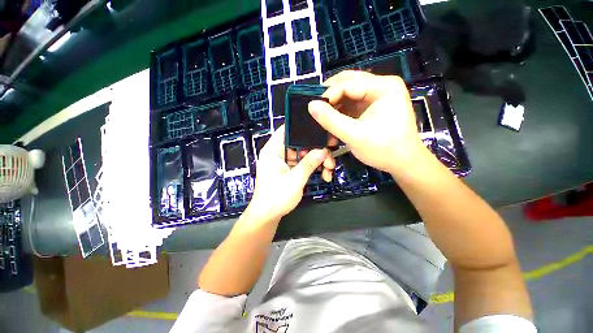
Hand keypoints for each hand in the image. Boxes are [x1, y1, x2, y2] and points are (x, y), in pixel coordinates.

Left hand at [248, 125, 327, 221]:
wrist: (267, 216)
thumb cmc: (276, 197)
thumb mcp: (295, 180)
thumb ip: (309, 163)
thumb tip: (324, 151)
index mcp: (273, 150)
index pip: (286, 130)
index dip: (302, 127)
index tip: (320, 130)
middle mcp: (277, 153)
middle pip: (299, 143)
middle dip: (316, 150)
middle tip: (329, 158)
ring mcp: (283, 161)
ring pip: (303, 154)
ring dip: (316, 161)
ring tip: (329, 170)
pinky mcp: (288, 170)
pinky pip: (301, 163)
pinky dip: (311, 168)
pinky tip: (323, 175)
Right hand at [308, 71, 426, 173]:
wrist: (403, 163)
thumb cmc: (384, 149)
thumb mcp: (354, 135)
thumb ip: (331, 120)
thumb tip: (311, 105)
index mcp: (384, 86)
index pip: (348, 83)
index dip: (328, 95)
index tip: (313, 109)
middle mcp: (381, 86)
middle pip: (348, 83)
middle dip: (330, 97)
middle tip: (315, 109)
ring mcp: (377, 96)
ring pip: (348, 94)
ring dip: (334, 107)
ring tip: (322, 119)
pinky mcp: (372, 107)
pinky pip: (351, 105)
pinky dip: (340, 113)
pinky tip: (333, 124)